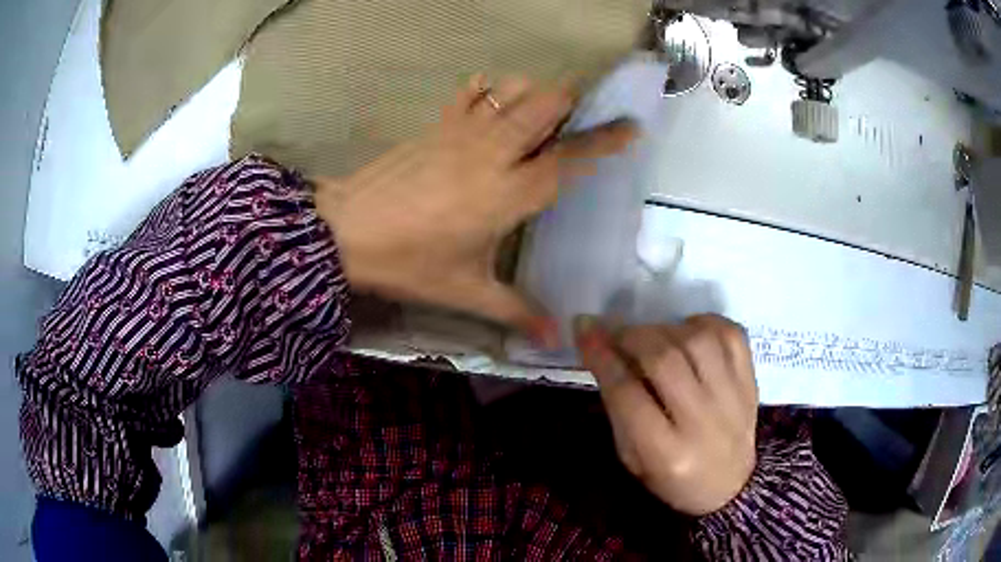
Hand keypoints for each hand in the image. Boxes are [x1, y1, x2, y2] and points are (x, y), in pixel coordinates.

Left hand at [313, 76, 636, 344]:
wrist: (344, 233)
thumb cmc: (409, 263)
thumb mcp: (465, 291)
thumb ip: (515, 311)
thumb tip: (555, 341)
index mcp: (510, 193)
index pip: (570, 158)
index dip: (605, 140)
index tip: (631, 127)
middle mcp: (494, 152)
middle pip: (544, 105)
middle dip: (569, 101)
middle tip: (578, 113)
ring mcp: (462, 132)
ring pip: (511, 91)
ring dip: (532, 93)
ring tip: (538, 110)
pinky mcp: (436, 126)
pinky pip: (470, 95)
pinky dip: (487, 91)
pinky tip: (489, 100)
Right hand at [574, 314, 758, 514]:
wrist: (730, 486)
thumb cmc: (672, 478)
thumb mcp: (633, 458)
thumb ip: (620, 409)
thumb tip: (604, 352)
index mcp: (665, 453)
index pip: (628, 394)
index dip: (602, 357)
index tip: (585, 330)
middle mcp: (702, 422)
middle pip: (664, 360)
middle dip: (631, 336)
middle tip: (616, 332)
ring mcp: (733, 397)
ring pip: (698, 340)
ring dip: (665, 328)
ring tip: (652, 336)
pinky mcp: (750, 381)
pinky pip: (730, 334)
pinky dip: (704, 322)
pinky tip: (688, 332)